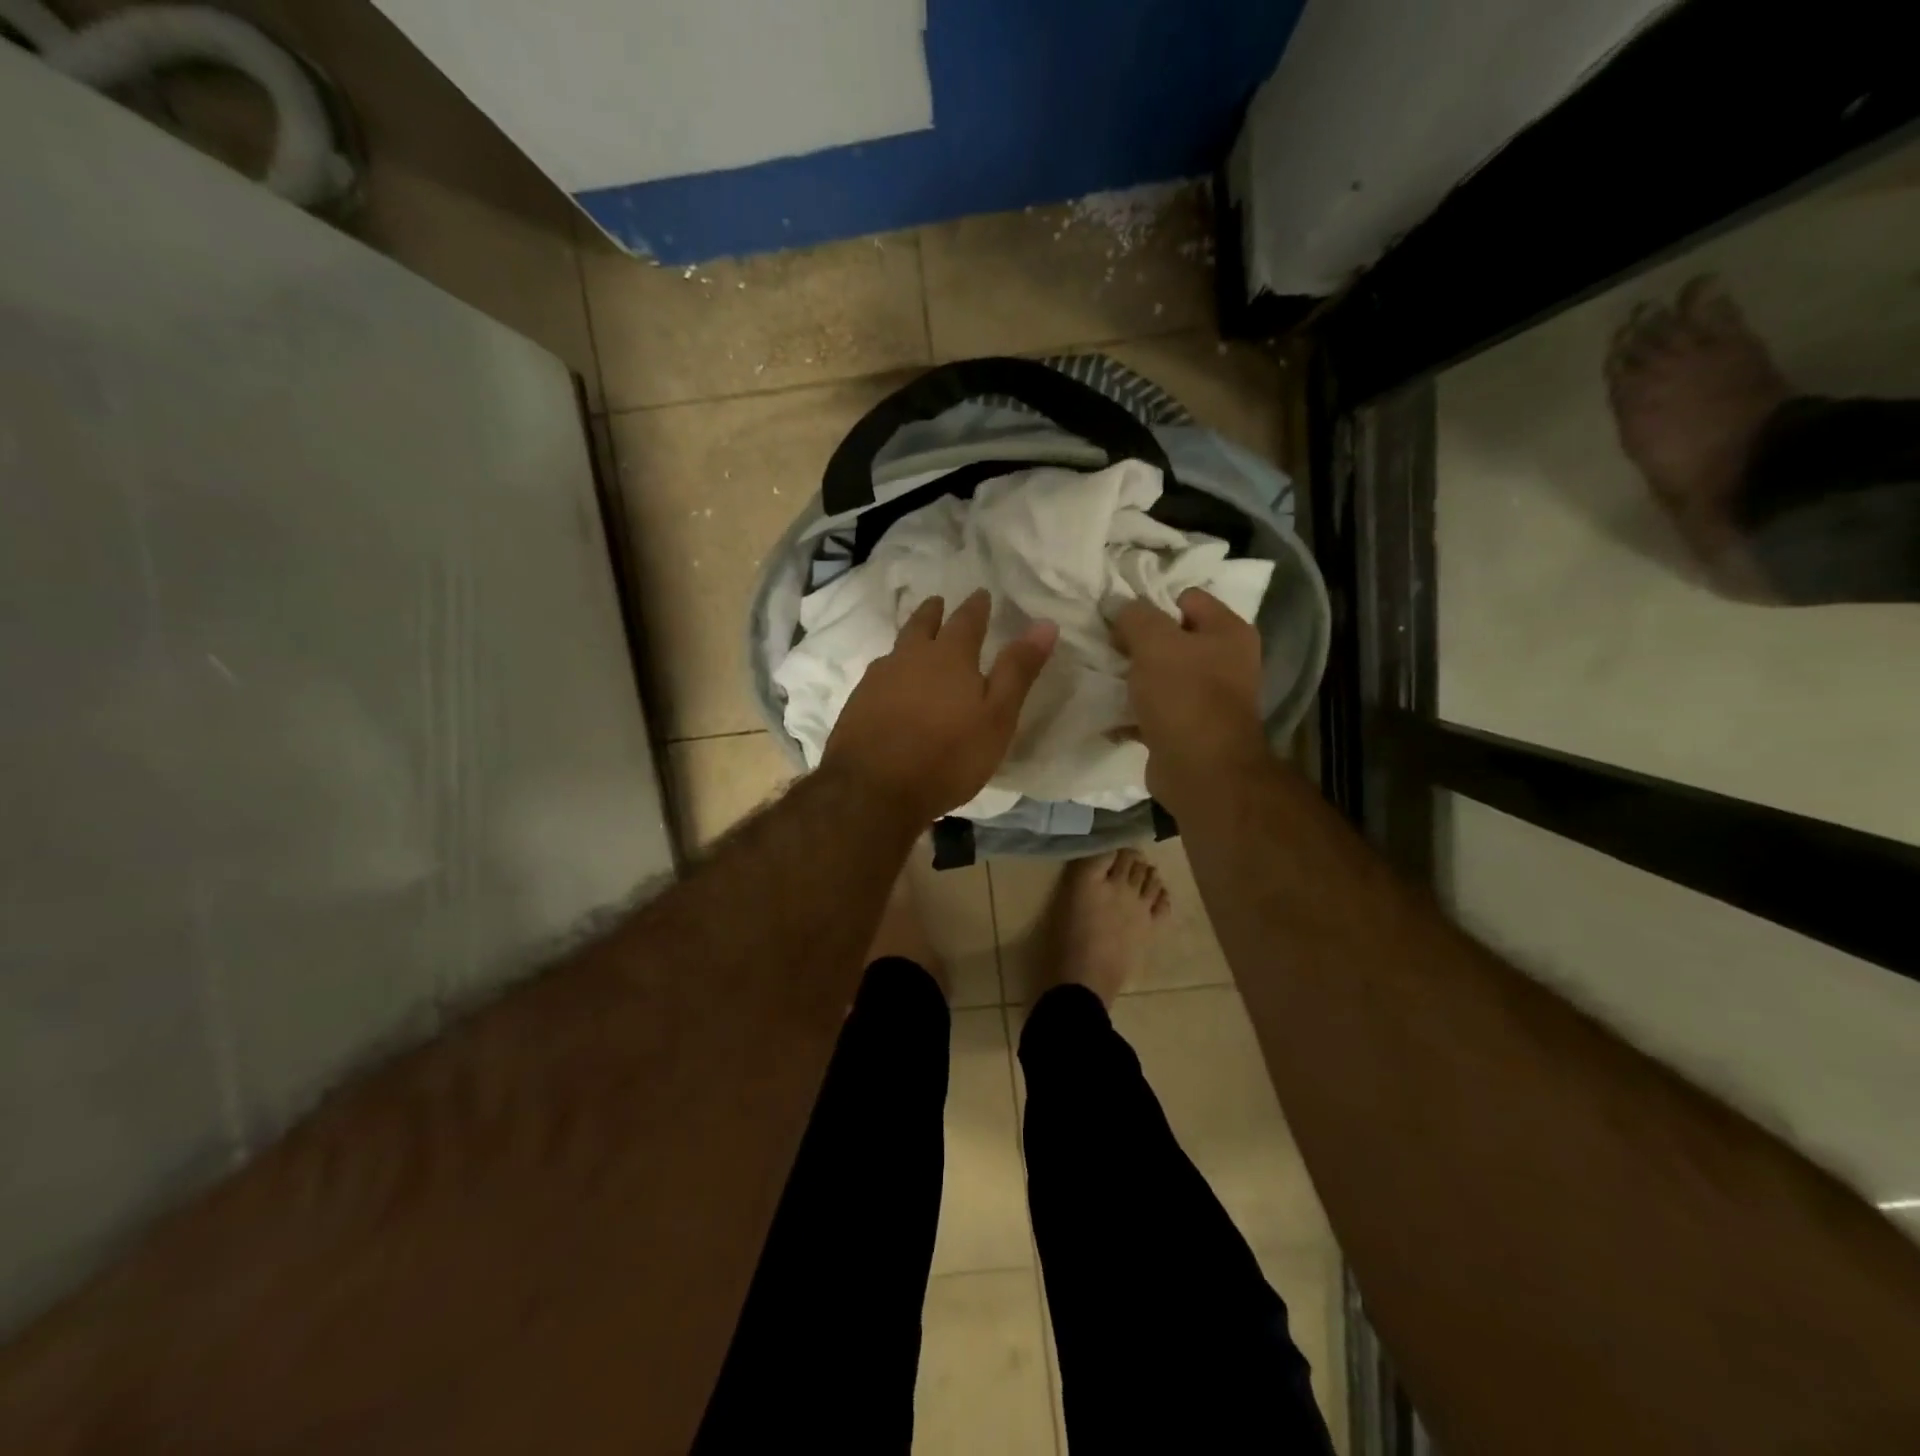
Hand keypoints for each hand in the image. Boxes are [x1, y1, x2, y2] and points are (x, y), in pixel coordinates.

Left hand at [821, 589, 1056, 826]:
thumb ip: (1018, 670)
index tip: (982, 594)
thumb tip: (1045, 623)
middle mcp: (909, 658)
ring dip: (909, 637)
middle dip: (934, 612)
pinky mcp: (857, 704)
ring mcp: (878, 680)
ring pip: (897, 647)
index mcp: (949, 657)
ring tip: (915, 638)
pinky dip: (891, 669)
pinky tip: (891, 683)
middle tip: (939, 602)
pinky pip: (878, 674)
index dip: (977, 607)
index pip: (967, 620)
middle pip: (922, 624)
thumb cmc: (947, 756)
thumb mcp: (997, 717)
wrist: (873, 790)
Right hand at [1110, 588, 1268, 808]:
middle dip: (1138, 642)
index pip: (1186, 598)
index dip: (1152, 603)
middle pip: (1173, 638)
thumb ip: (1134, 616)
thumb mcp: (1154, 643)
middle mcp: (1225, 661)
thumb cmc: (1184, 696)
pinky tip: (1108, 714)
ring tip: (1103, 678)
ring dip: (1132, 678)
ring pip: (1161, 675)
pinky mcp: (1188, 728)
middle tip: (1107, 648)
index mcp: (1228, 631)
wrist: (1202, 771)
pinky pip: (1154, 710)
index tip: (1119, 619)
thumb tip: (1117, 605)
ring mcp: (1208, 697)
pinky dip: (1133, 712)